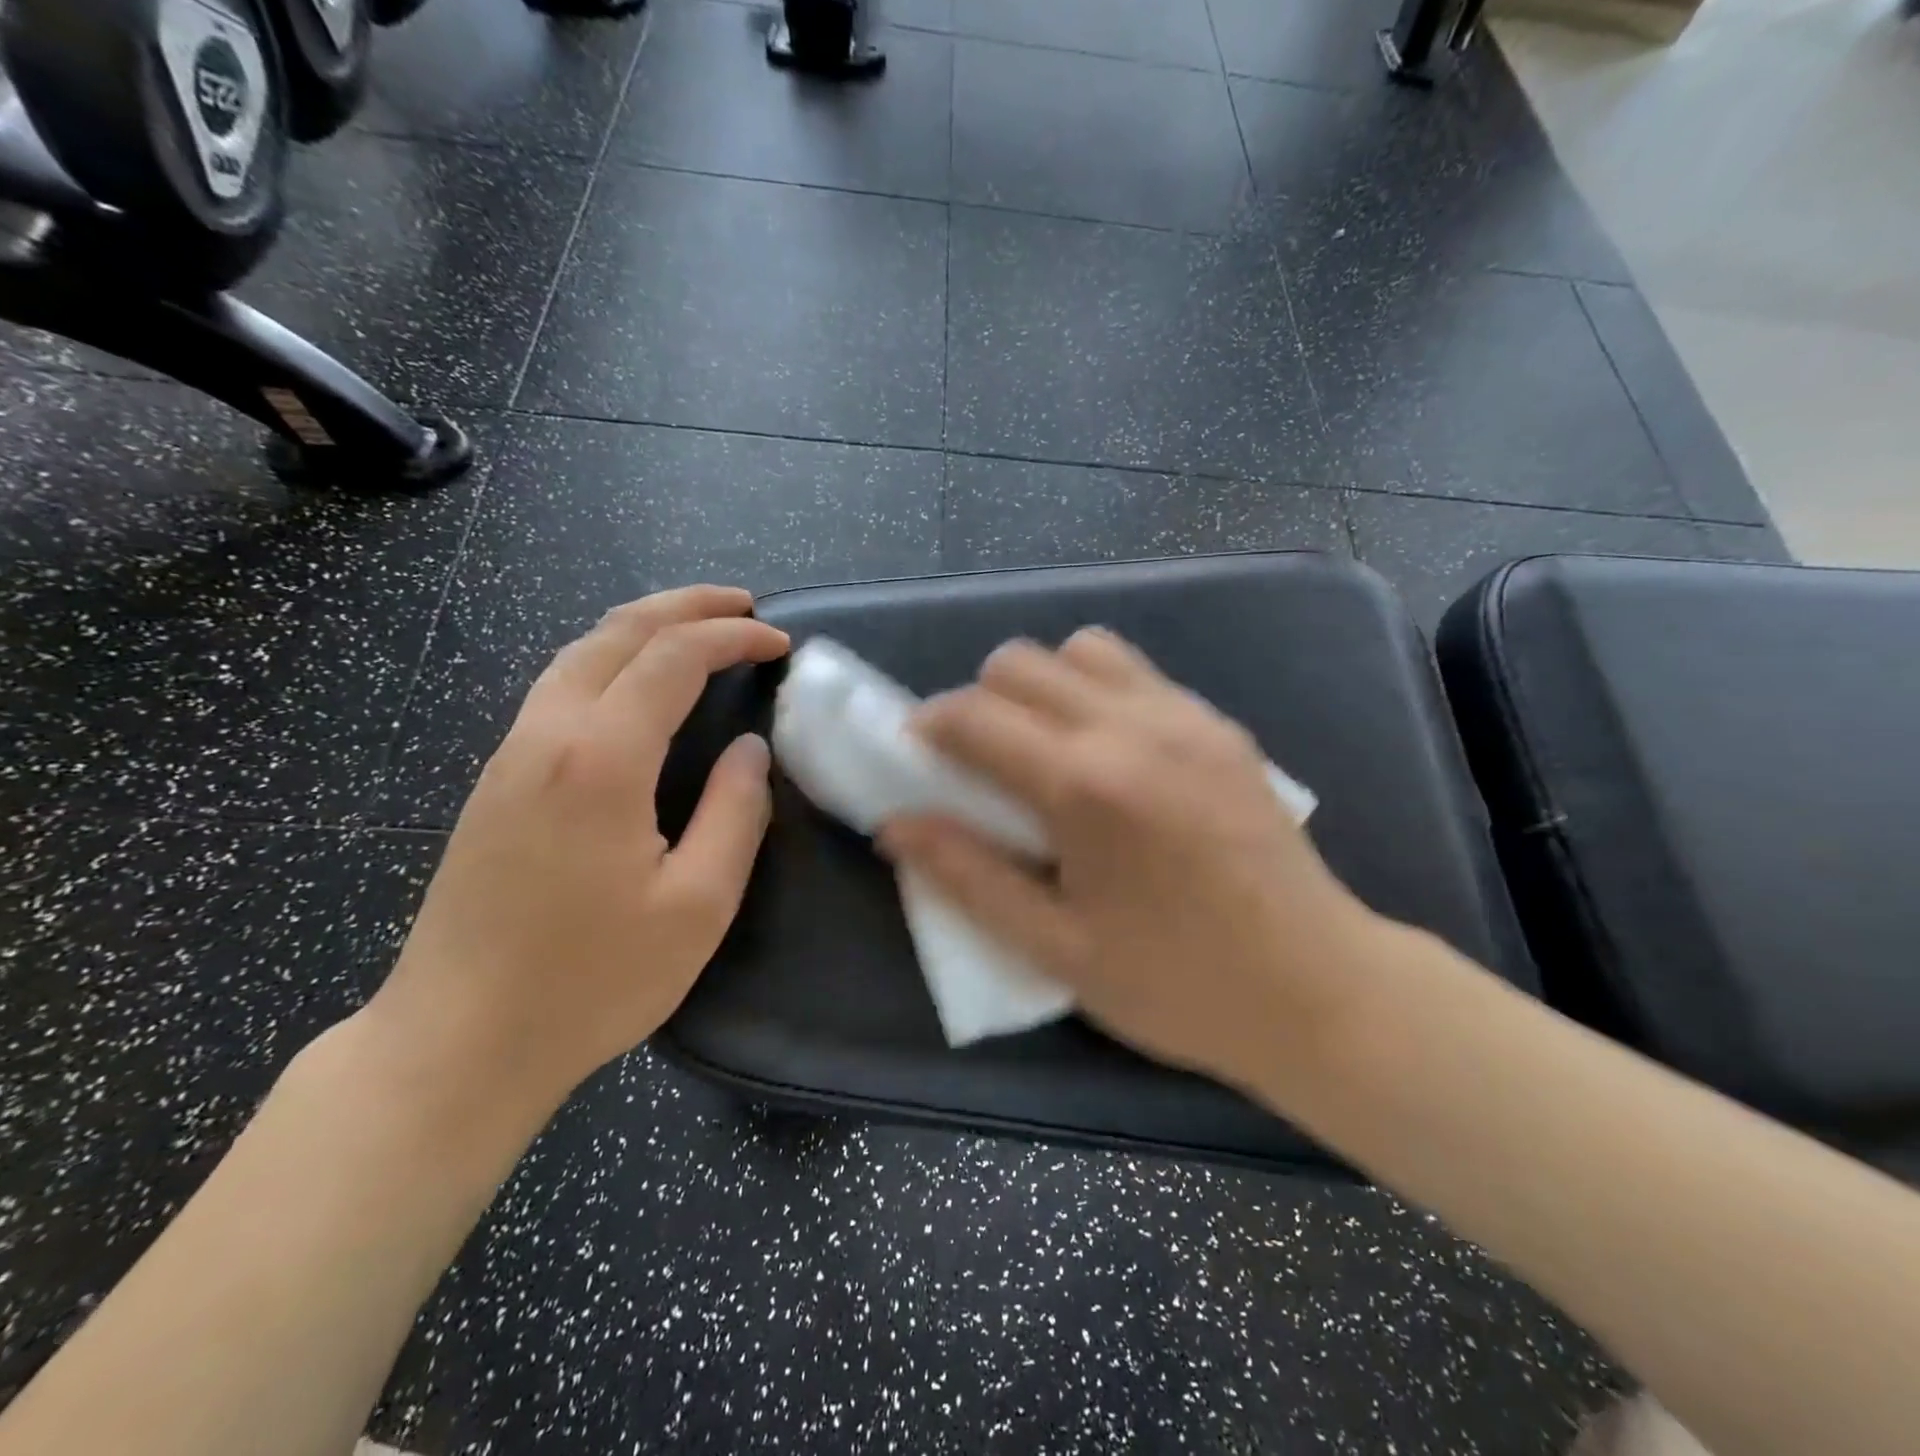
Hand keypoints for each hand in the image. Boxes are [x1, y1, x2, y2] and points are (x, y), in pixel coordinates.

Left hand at [369, 586, 789, 1112]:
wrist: (456, 1042)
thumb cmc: (591, 981)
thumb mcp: (698, 906)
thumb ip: (735, 814)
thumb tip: (748, 751)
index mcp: (601, 761)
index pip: (672, 659)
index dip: (732, 638)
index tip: (780, 642)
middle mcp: (547, 737)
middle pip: (617, 633)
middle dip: (685, 606)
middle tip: (743, 605)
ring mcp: (510, 756)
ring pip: (578, 653)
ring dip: (644, 626)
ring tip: (697, 628)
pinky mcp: (495, 782)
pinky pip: (558, 687)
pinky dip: (610, 658)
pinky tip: (637, 683)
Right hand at [880, 628, 1382, 1090]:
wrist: (1319, 988)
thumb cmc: (1178, 984)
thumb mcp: (1056, 948)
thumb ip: (967, 876)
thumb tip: (895, 825)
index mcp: (1083, 783)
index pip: (974, 715)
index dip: (928, 725)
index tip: (916, 755)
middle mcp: (1131, 725)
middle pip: (1020, 661)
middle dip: (979, 701)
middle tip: (979, 763)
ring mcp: (1183, 715)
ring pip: (1080, 649)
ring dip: (1042, 686)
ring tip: (1045, 749)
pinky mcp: (1219, 723)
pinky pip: (1135, 672)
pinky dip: (1096, 690)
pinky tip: (1109, 754)